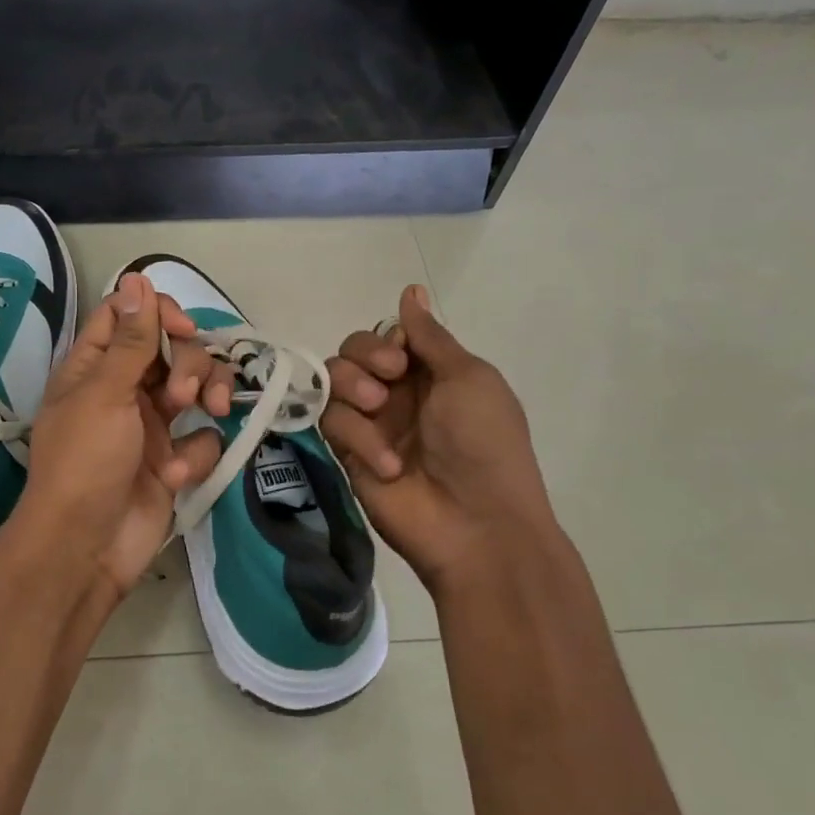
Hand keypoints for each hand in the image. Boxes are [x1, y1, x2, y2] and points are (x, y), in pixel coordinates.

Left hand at [18, 272, 232, 608]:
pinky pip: (201, 438)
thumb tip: (138, 277)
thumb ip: (130, 339)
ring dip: (206, 397)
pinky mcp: (172, 460)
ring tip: (207, 417)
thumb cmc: (85, 462)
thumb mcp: (105, 393)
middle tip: (179, 396)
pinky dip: (194, 454)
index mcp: (94, 367)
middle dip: (188, 365)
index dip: (158, 314)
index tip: (182, 330)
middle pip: (171, 349)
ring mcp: (150, 425)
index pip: (128, 316)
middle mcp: (123, 389)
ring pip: (196, 388)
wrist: (87, 547)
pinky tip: (175, 476)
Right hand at [320, 285, 556, 595]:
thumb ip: (430, 336)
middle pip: (351, 352)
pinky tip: (388, 464)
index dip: (385, 339)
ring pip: (332, 381)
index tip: (402, 357)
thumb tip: (411, 290)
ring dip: (353, 389)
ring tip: (378, 411)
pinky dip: (358, 437)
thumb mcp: (468, 378)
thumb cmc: (484, 444)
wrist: (476, 524)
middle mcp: (395, 393)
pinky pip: (331, 423)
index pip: (387, 335)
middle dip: (363, 357)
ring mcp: (369, 424)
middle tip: (387, 380)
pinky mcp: (347, 453)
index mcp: (430, 373)